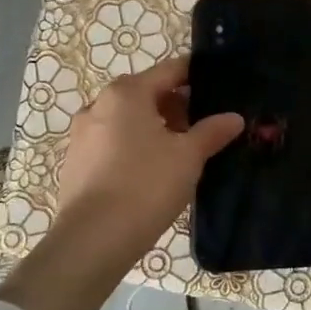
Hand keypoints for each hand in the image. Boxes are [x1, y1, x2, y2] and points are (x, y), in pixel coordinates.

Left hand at [53, 54, 243, 263]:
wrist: (93, 239)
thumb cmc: (146, 185)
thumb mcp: (188, 156)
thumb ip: (212, 131)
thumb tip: (234, 118)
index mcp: (127, 93)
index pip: (170, 70)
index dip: (197, 75)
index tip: (220, 86)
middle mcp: (99, 105)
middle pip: (147, 94)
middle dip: (177, 106)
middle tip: (206, 126)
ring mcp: (82, 134)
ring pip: (128, 120)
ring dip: (156, 128)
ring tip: (182, 152)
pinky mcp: (76, 162)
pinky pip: (113, 143)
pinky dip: (135, 147)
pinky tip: (153, 171)